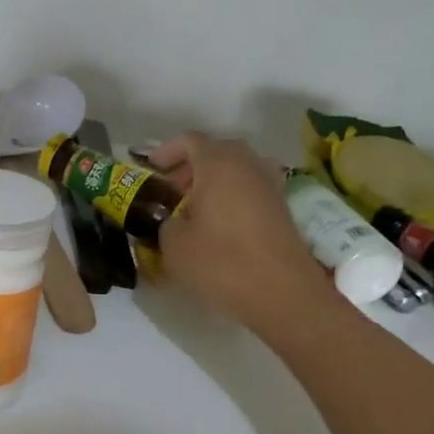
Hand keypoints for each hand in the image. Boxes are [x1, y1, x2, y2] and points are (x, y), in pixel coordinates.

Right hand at [150, 132, 337, 335]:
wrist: (282, 292)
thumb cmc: (222, 262)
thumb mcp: (174, 244)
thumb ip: (164, 222)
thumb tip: (170, 220)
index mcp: (218, 163)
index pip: (189, 141)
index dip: (166, 152)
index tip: (150, 170)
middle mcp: (247, 163)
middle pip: (215, 151)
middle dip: (189, 167)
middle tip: (169, 192)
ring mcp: (269, 183)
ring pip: (235, 169)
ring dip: (212, 181)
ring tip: (193, 208)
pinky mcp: (281, 206)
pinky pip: (249, 188)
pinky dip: (231, 195)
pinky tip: (218, 223)